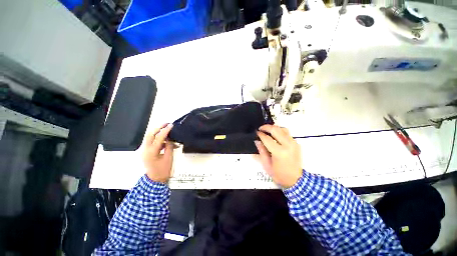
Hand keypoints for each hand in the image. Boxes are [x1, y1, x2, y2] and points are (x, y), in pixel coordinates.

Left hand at [143, 123, 173, 182]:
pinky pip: (150, 142)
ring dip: (157, 133)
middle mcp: (146, 149)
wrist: (155, 180)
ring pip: (149, 137)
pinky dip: (157, 139)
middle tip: (166, 124)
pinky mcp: (145, 152)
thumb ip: (169, 147)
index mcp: (152, 152)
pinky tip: (164, 140)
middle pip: (150, 134)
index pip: (158, 138)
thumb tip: (170, 138)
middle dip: (158, 128)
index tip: (171, 125)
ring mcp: (144, 150)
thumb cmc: (163, 171)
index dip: (165, 131)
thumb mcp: (168, 159)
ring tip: (166, 130)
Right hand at [255, 124, 302, 187]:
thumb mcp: (267, 166)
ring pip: (283, 129)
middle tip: (261, 128)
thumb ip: (262, 152)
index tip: (257, 133)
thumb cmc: (280, 175)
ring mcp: (293, 143)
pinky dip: (281, 132)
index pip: (267, 139)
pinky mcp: (296, 144)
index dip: (261, 135)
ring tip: (268, 131)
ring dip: (275, 128)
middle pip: (276, 130)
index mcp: (279, 152)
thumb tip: (258, 142)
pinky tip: (276, 136)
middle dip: (267, 127)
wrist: (295, 179)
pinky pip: (288, 134)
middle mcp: (287, 145)